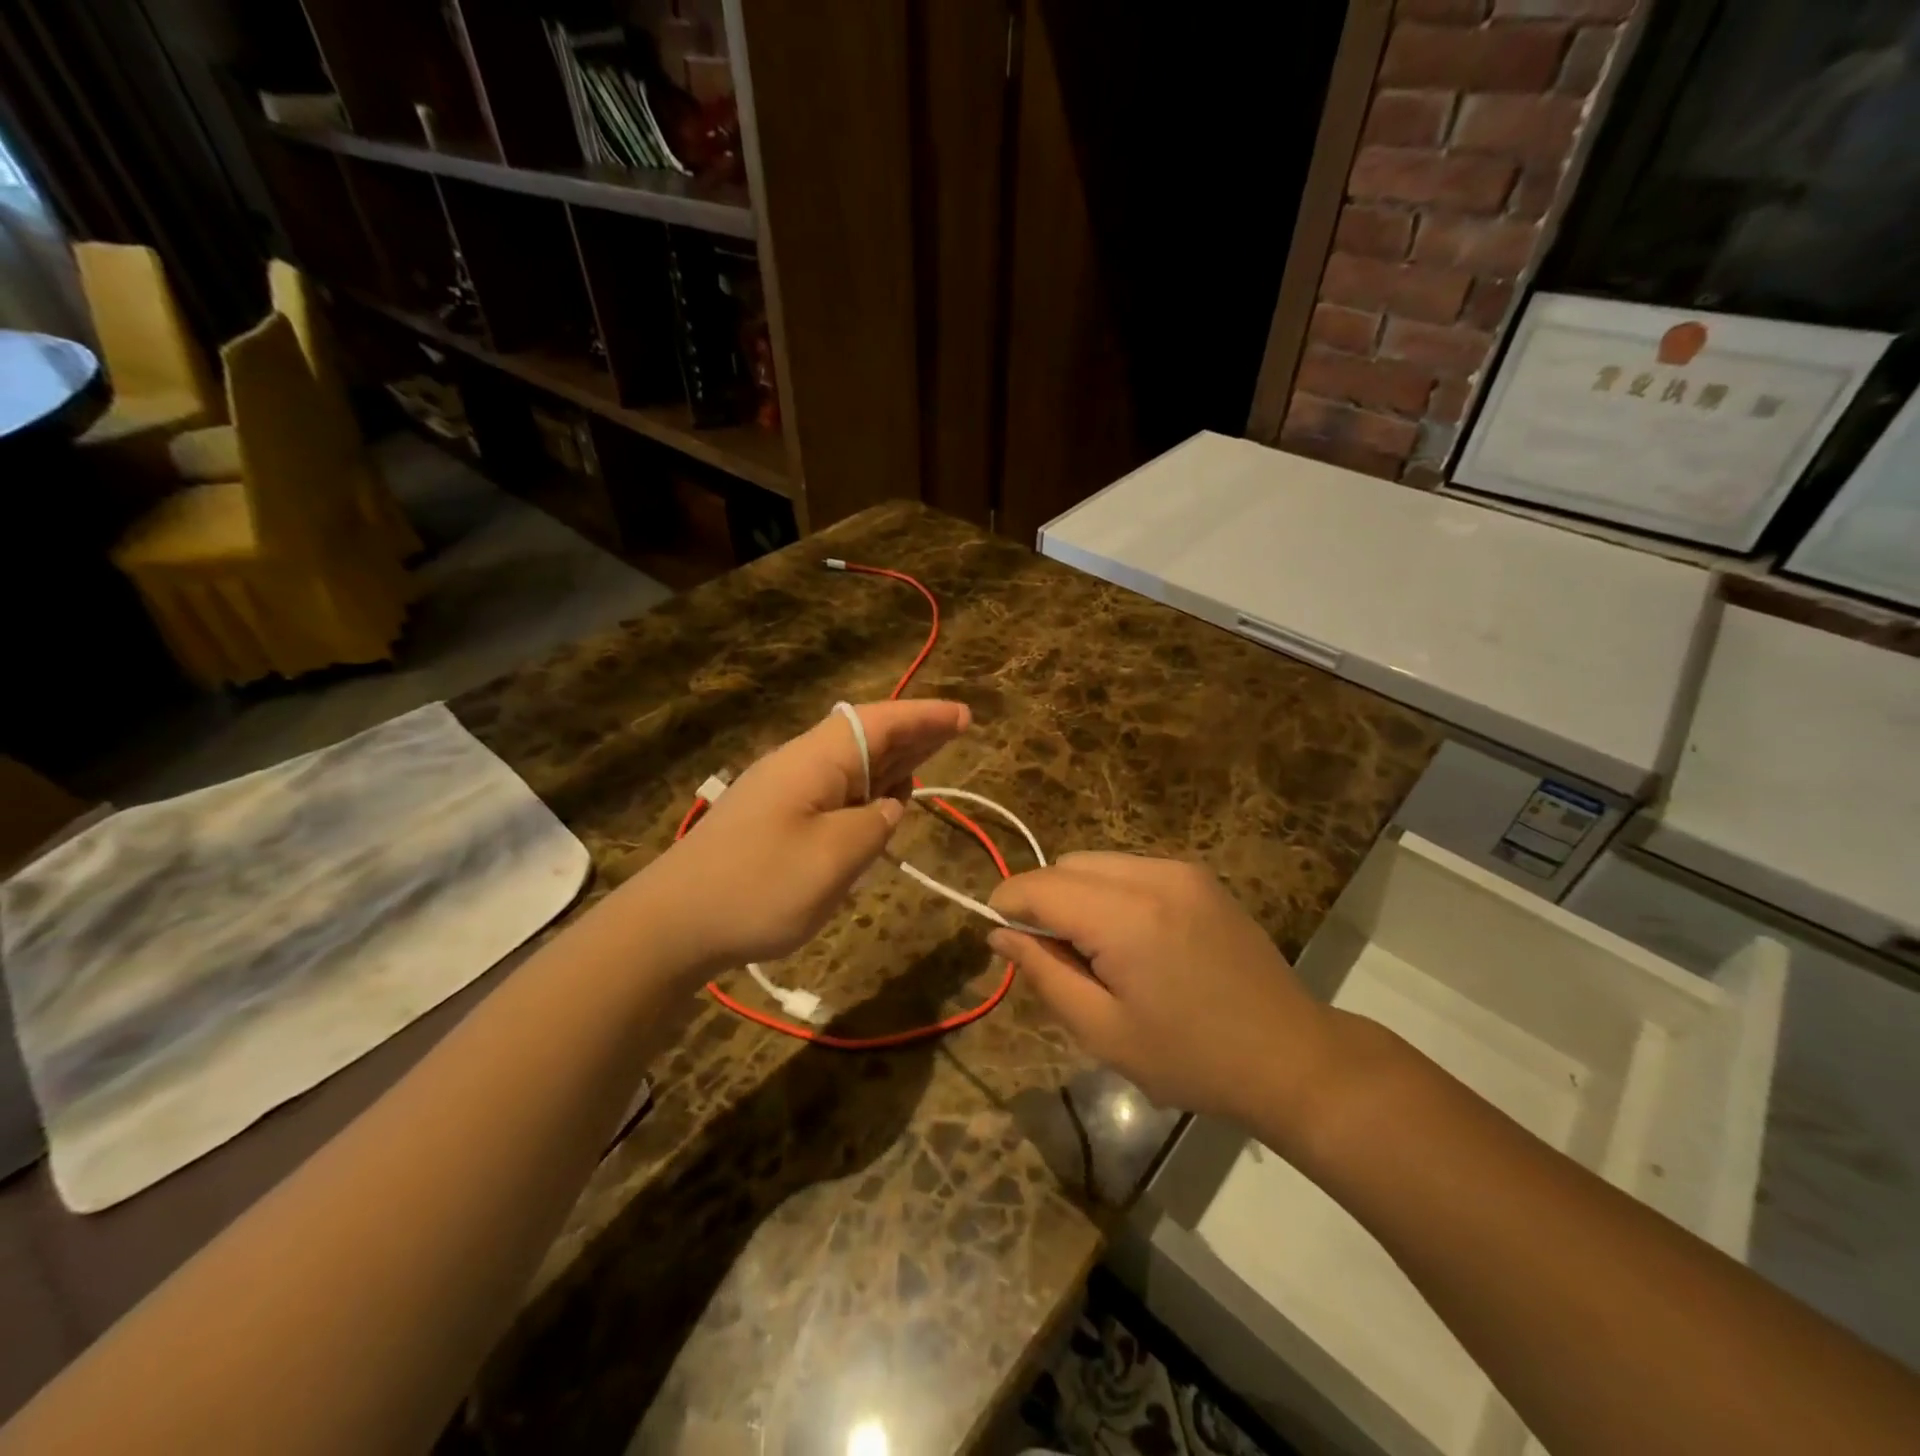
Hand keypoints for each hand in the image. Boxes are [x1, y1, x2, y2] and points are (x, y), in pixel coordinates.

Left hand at [633, 699, 970, 973]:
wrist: (672, 924)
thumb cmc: (758, 887)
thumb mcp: (834, 858)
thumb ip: (875, 824)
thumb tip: (888, 807)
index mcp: (815, 761)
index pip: (880, 724)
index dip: (924, 718)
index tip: (965, 716)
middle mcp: (800, 766)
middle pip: (866, 738)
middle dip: (914, 734)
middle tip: (958, 731)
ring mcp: (784, 793)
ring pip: (851, 766)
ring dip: (892, 762)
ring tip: (930, 760)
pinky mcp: (774, 821)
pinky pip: (834, 793)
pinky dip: (868, 791)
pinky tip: (883, 803)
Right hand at [987, 854, 1337, 1141]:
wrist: (1291, 1056)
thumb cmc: (1191, 1058)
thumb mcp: (1103, 1031)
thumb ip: (1043, 973)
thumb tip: (999, 934)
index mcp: (1126, 917)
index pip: (1039, 886)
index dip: (1007, 905)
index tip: (999, 938)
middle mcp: (1152, 875)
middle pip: (1066, 865)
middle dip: (1043, 901)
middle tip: (1055, 958)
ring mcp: (1181, 871)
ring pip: (1096, 862)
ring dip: (1076, 895)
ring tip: (1096, 952)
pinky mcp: (1199, 877)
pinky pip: (1130, 869)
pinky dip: (1109, 892)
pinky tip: (1131, 940)